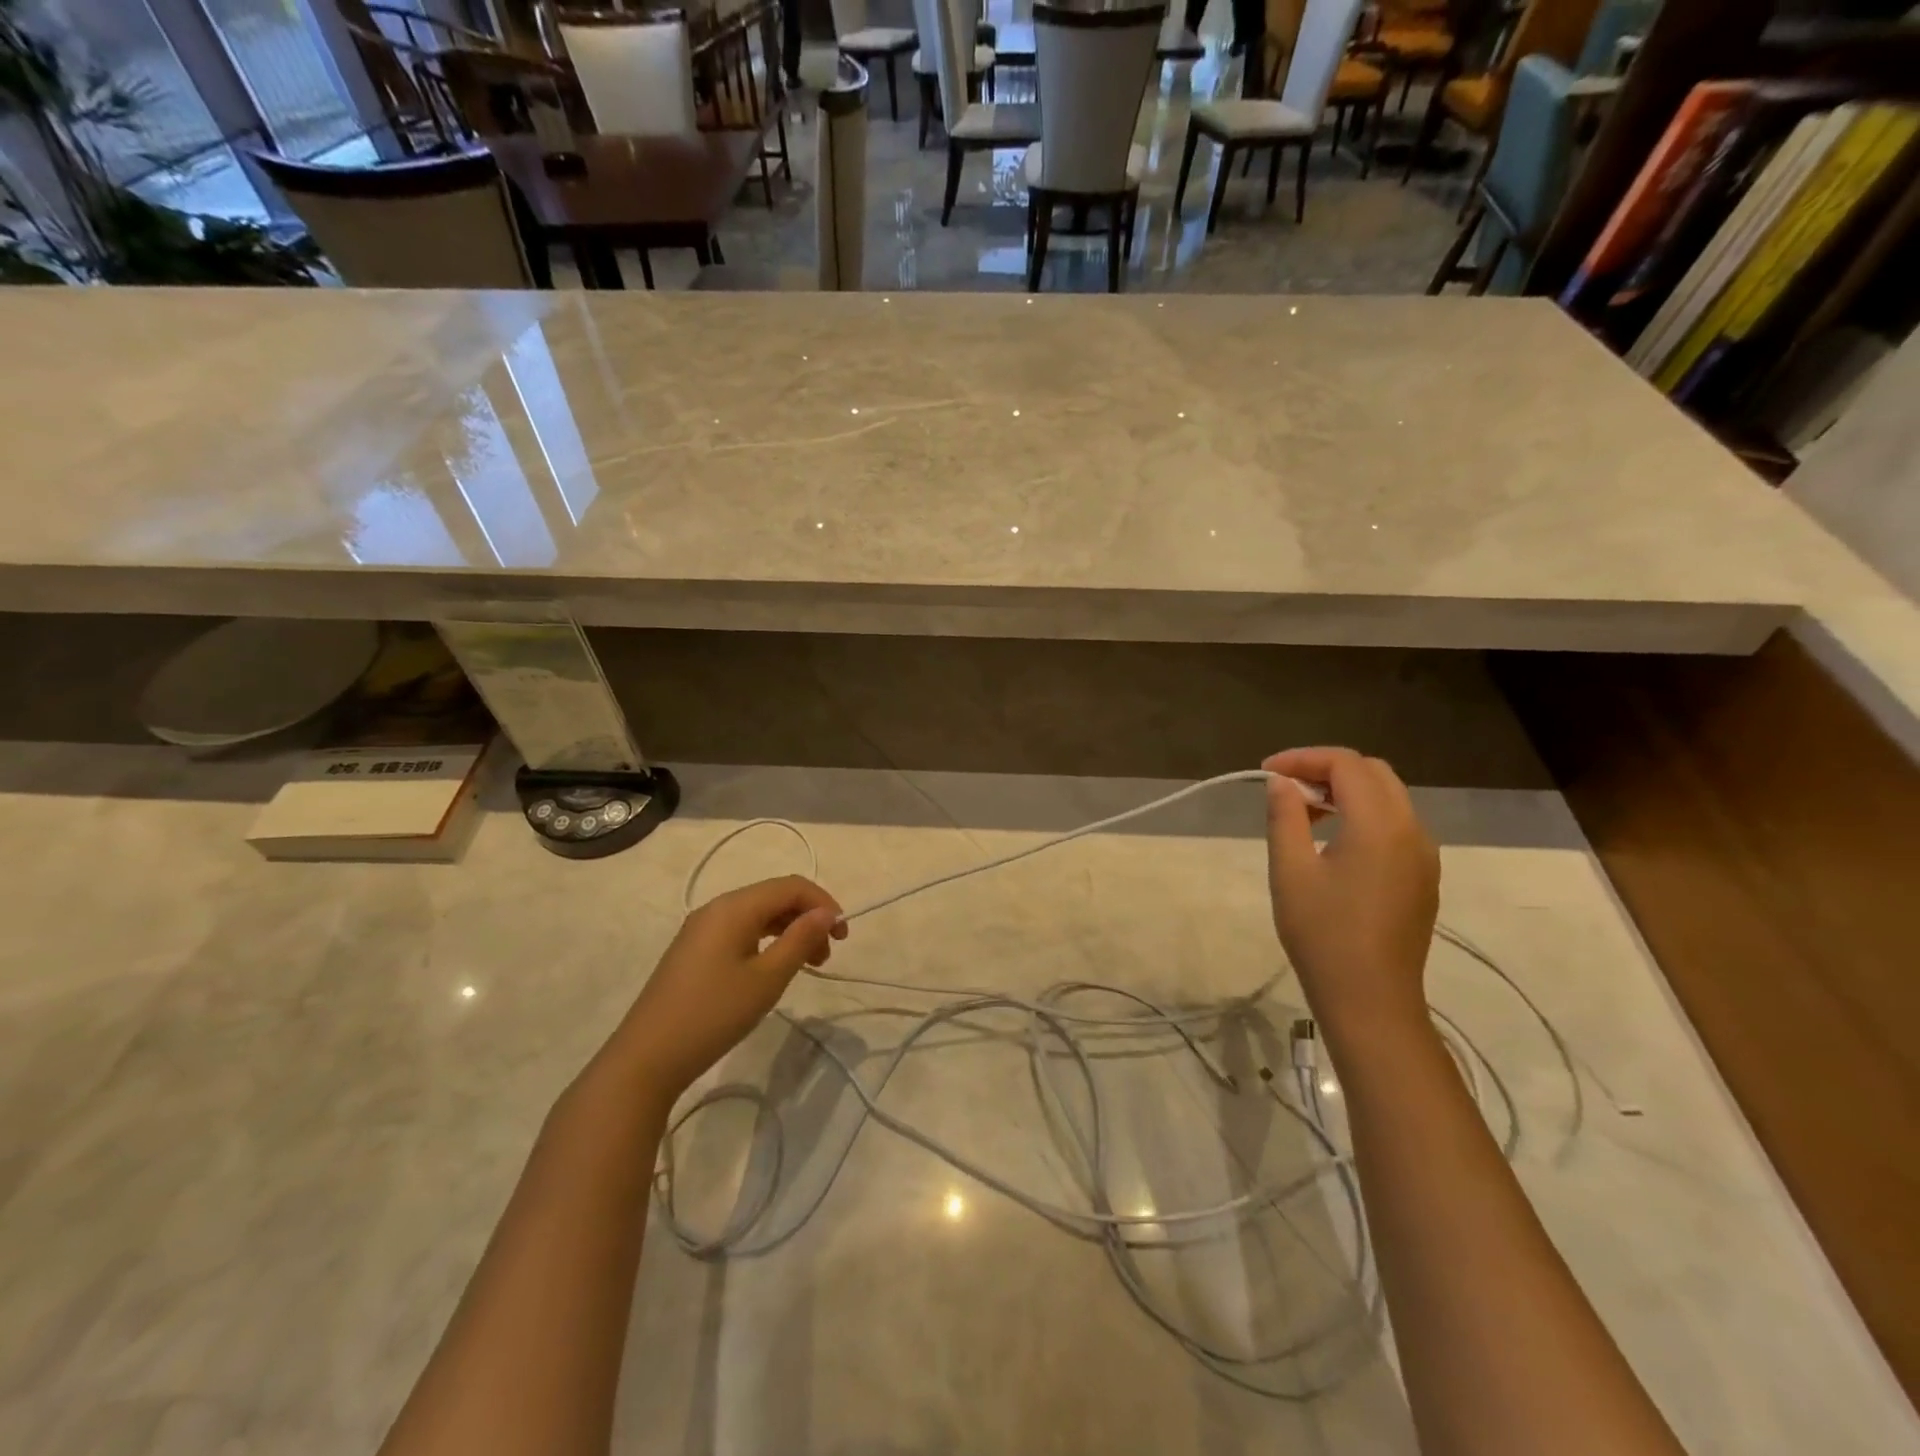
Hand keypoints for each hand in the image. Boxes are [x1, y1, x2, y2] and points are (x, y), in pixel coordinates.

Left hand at [617, 876, 846, 1104]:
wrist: (646, 1059)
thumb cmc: (713, 1014)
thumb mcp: (767, 978)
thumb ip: (801, 939)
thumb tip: (827, 912)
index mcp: (734, 907)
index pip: (790, 886)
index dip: (823, 903)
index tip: (843, 935)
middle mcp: (717, 908)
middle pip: (774, 897)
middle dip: (807, 918)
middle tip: (828, 955)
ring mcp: (701, 930)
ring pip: (758, 915)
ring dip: (789, 931)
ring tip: (809, 965)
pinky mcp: (694, 951)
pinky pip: (741, 932)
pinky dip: (767, 942)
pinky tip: (775, 969)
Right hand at [1262, 748, 1439, 1042]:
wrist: (1371, 999)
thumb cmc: (1323, 933)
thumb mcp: (1290, 870)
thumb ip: (1285, 816)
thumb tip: (1282, 783)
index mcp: (1379, 823)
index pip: (1346, 764)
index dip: (1303, 758)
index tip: (1265, 773)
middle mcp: (1411, 829)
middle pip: (1373, 772)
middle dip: (1326, 769)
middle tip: (1285, 787)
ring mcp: (1423, 854)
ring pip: (1388, 797)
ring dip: (1346, 791)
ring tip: (1303, 811)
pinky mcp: (1423, 875)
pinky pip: (1395, 824)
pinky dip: (1363, 814)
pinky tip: (1333, 839)